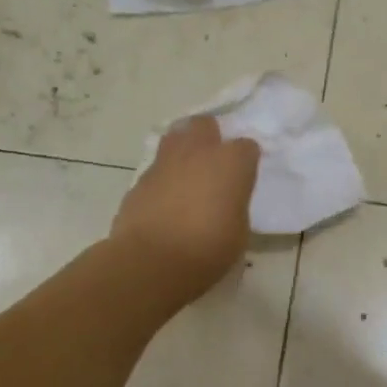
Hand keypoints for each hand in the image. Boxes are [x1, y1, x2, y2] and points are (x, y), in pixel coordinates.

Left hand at [111, 118, 259, 302]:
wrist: (151, 261)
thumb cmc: (208, 248)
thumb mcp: (239, 230)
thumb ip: (234, 205)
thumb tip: (224, 202)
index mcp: (231, 162)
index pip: (247, 146)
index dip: (246, 162)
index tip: (243, 180)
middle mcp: (199, 152)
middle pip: (205, 124)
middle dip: (210, 137)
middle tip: (212, 164)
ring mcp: (165, 163)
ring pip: (175, 137)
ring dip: (183, 150)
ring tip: (186, 174)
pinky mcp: (139, 179)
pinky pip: (156, 169)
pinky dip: (162, 179)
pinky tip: (164, 202)